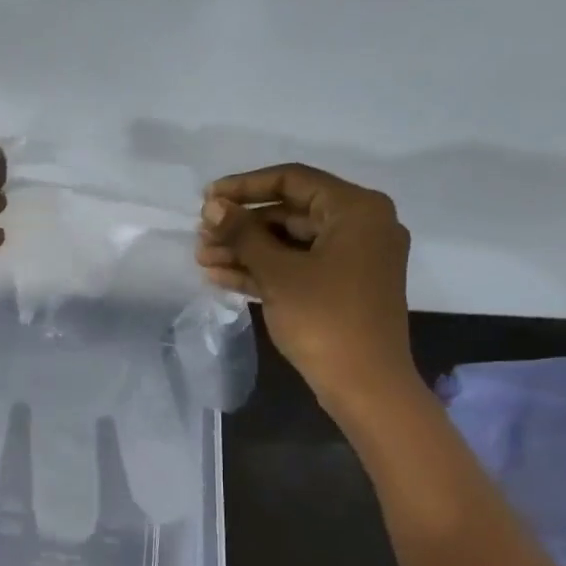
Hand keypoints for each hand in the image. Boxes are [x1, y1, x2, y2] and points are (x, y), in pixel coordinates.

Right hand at [195, 164, 416, 408]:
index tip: (206, 199)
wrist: (364, 385)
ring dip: (246, 250)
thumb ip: (244, 234)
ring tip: (202, 259)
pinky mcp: (341, 289)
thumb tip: (213, 205)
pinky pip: (298, 268)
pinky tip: (221, 277)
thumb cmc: (324, 319)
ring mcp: (352, 260)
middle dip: (241, 226)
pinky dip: (264, 271)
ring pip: (290, 244)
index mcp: (356, 209)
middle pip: (290, 213)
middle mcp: (360, 226)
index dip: (245, 187)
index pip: (292, 180)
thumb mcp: (278, 273)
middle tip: (201, 236)